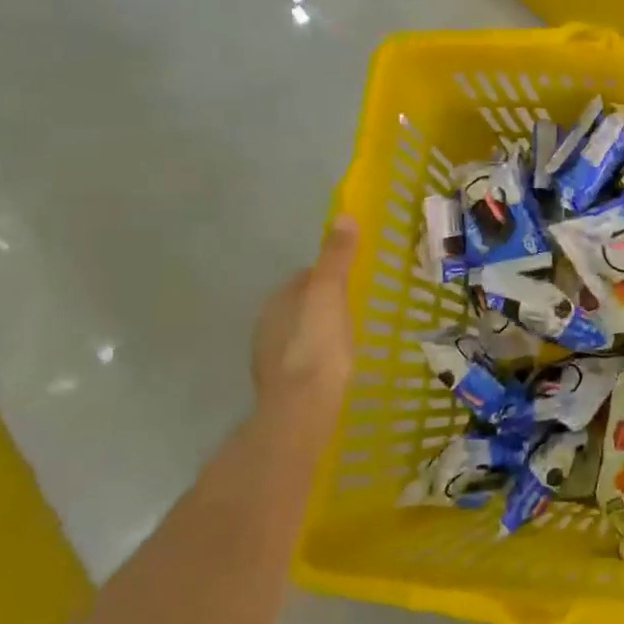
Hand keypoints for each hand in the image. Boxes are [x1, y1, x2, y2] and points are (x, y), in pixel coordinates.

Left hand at [251, 218, 357, 434]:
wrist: (302, 408)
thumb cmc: (317, 344)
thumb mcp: (330, 292)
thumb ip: (336, 256)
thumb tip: (343, 215)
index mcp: (278, 300)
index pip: (304, 277)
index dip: (329, 275)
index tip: (354, 279)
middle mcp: (267, 325)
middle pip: (301, 305)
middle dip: (323, 304)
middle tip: (356, 307)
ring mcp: (271, 358)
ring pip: (300, 333)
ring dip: (319, 332)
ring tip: (350, 336)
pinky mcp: (282, 386)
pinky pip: (303, 360)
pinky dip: (318, 357)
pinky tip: (336, 365)